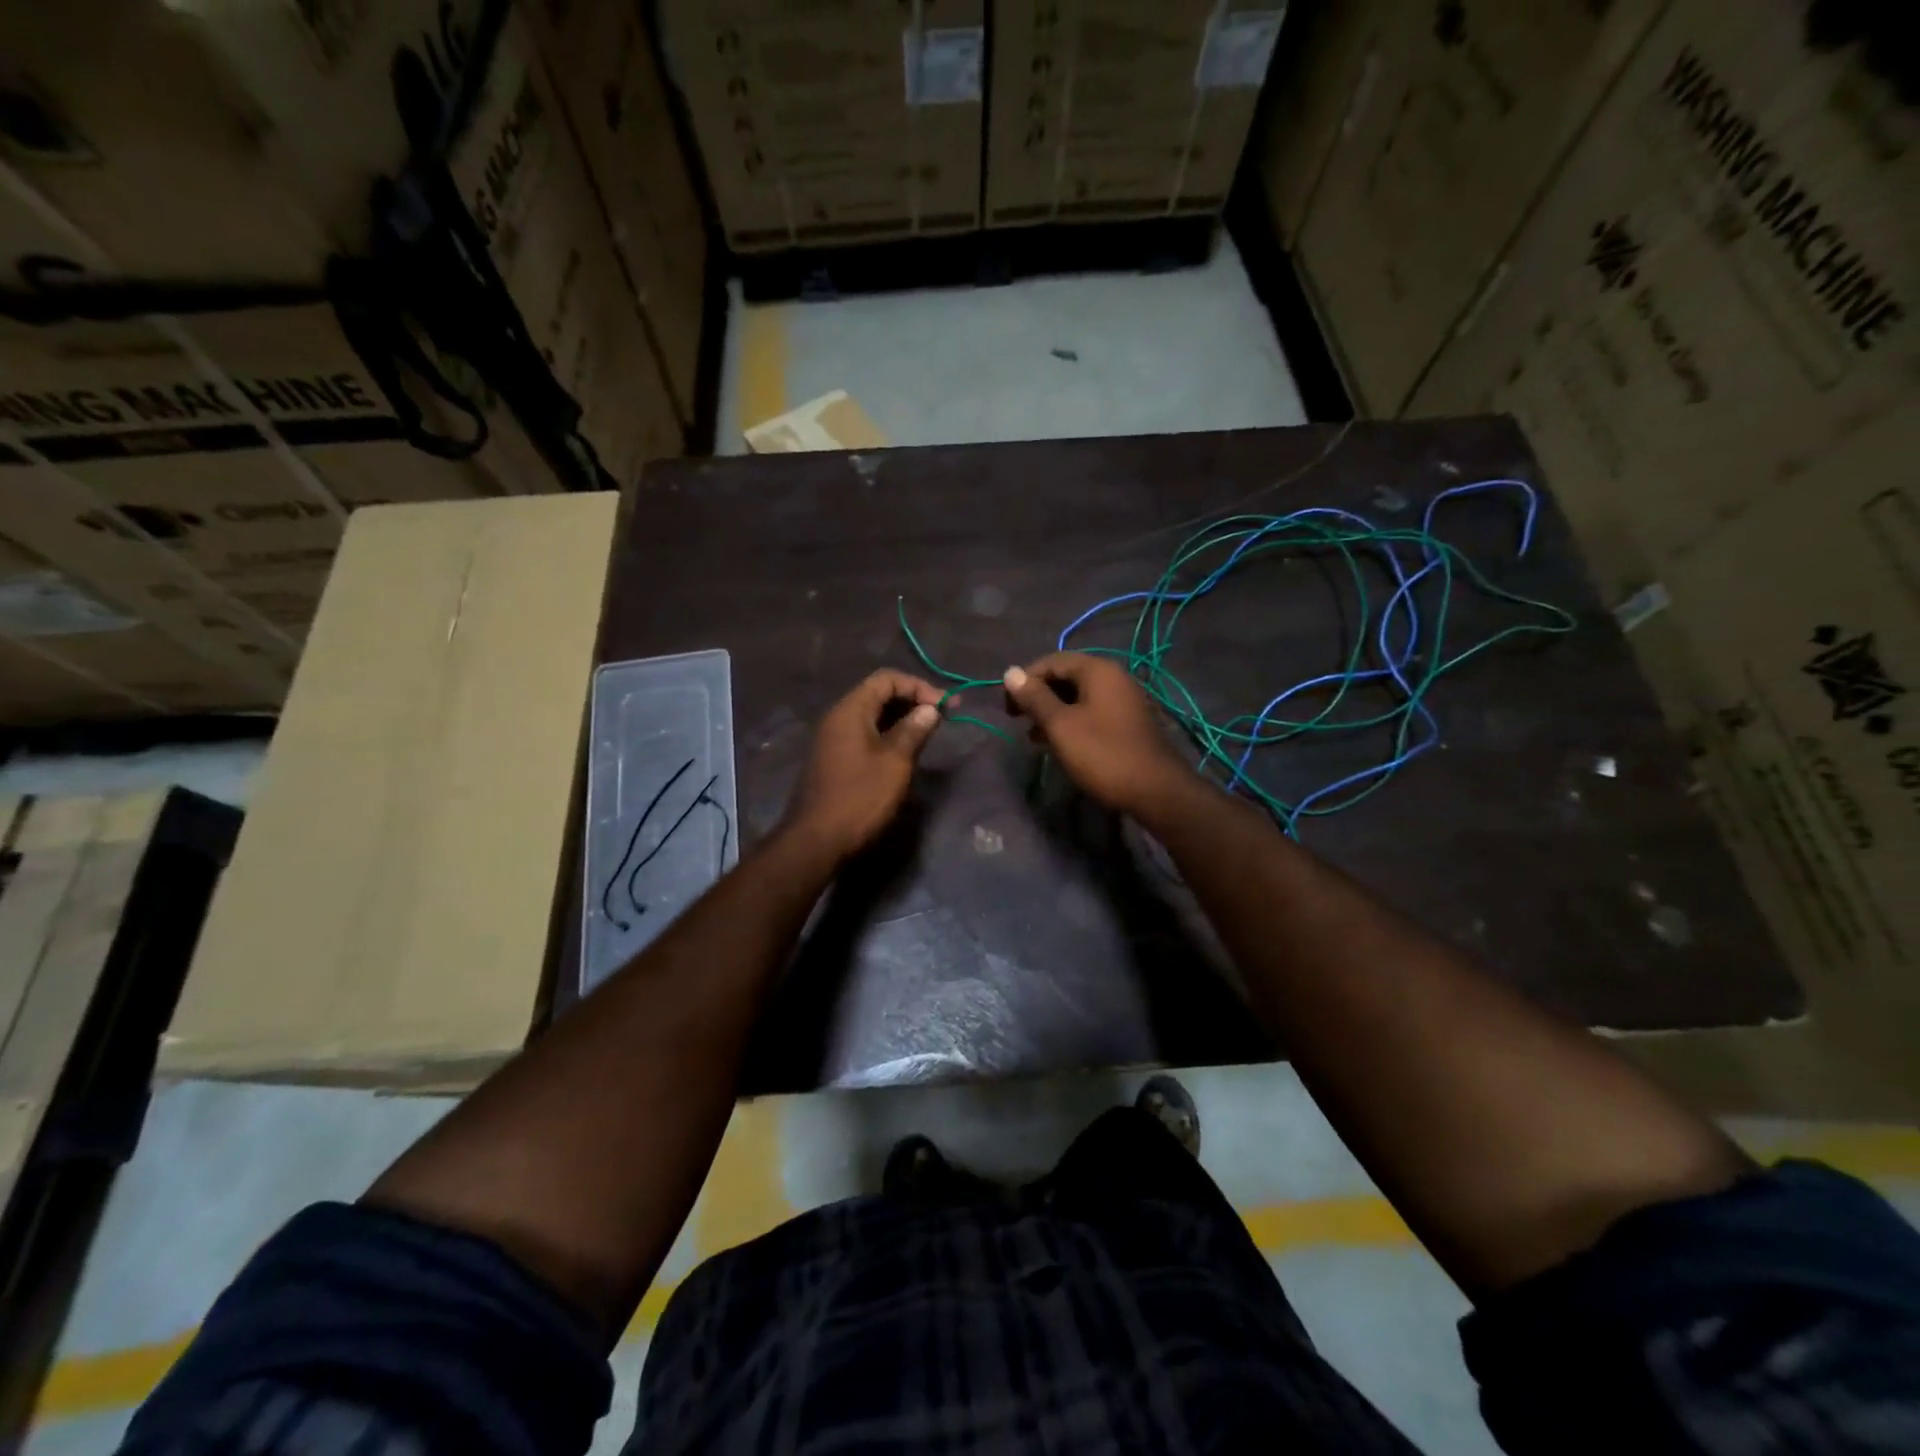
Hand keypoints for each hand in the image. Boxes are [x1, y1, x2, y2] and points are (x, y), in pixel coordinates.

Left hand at [785, 670, 941, 860]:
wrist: (817, 840)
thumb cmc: (860, 797)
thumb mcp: (895, 762)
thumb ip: (913, 730)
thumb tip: (930, 709)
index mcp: (850, 710)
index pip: (887, 679)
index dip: (919, 686)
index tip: (946, 707)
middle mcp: (837, 718)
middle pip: (878, 694)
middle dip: (912, 701)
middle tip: (941, 718)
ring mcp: (833, 739)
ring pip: (872, 716)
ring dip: (901, 720)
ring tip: (928, 735)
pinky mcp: (834, 759)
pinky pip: (864, 734)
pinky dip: (887, 735)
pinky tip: (905, 752)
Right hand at [1003, 653, 1195, 816]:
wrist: (1156, 790)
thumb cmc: (1103, 754)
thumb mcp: (1061, 726)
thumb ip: (1035, 698)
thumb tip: (1010, 672)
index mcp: (1097, 670)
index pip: (1052, 661)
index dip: (1025, 680)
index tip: (1007, 707)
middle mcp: (1114, 677)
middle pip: (1066, 676)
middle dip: (1038, 696)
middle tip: (1017, 720)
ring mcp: (1124, 699)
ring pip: (1078, 696)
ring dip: (1052, 711)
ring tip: (1033, 736)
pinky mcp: (1128, 721)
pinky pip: (1092, 711)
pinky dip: (1071, 721)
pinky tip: (1059, 743)